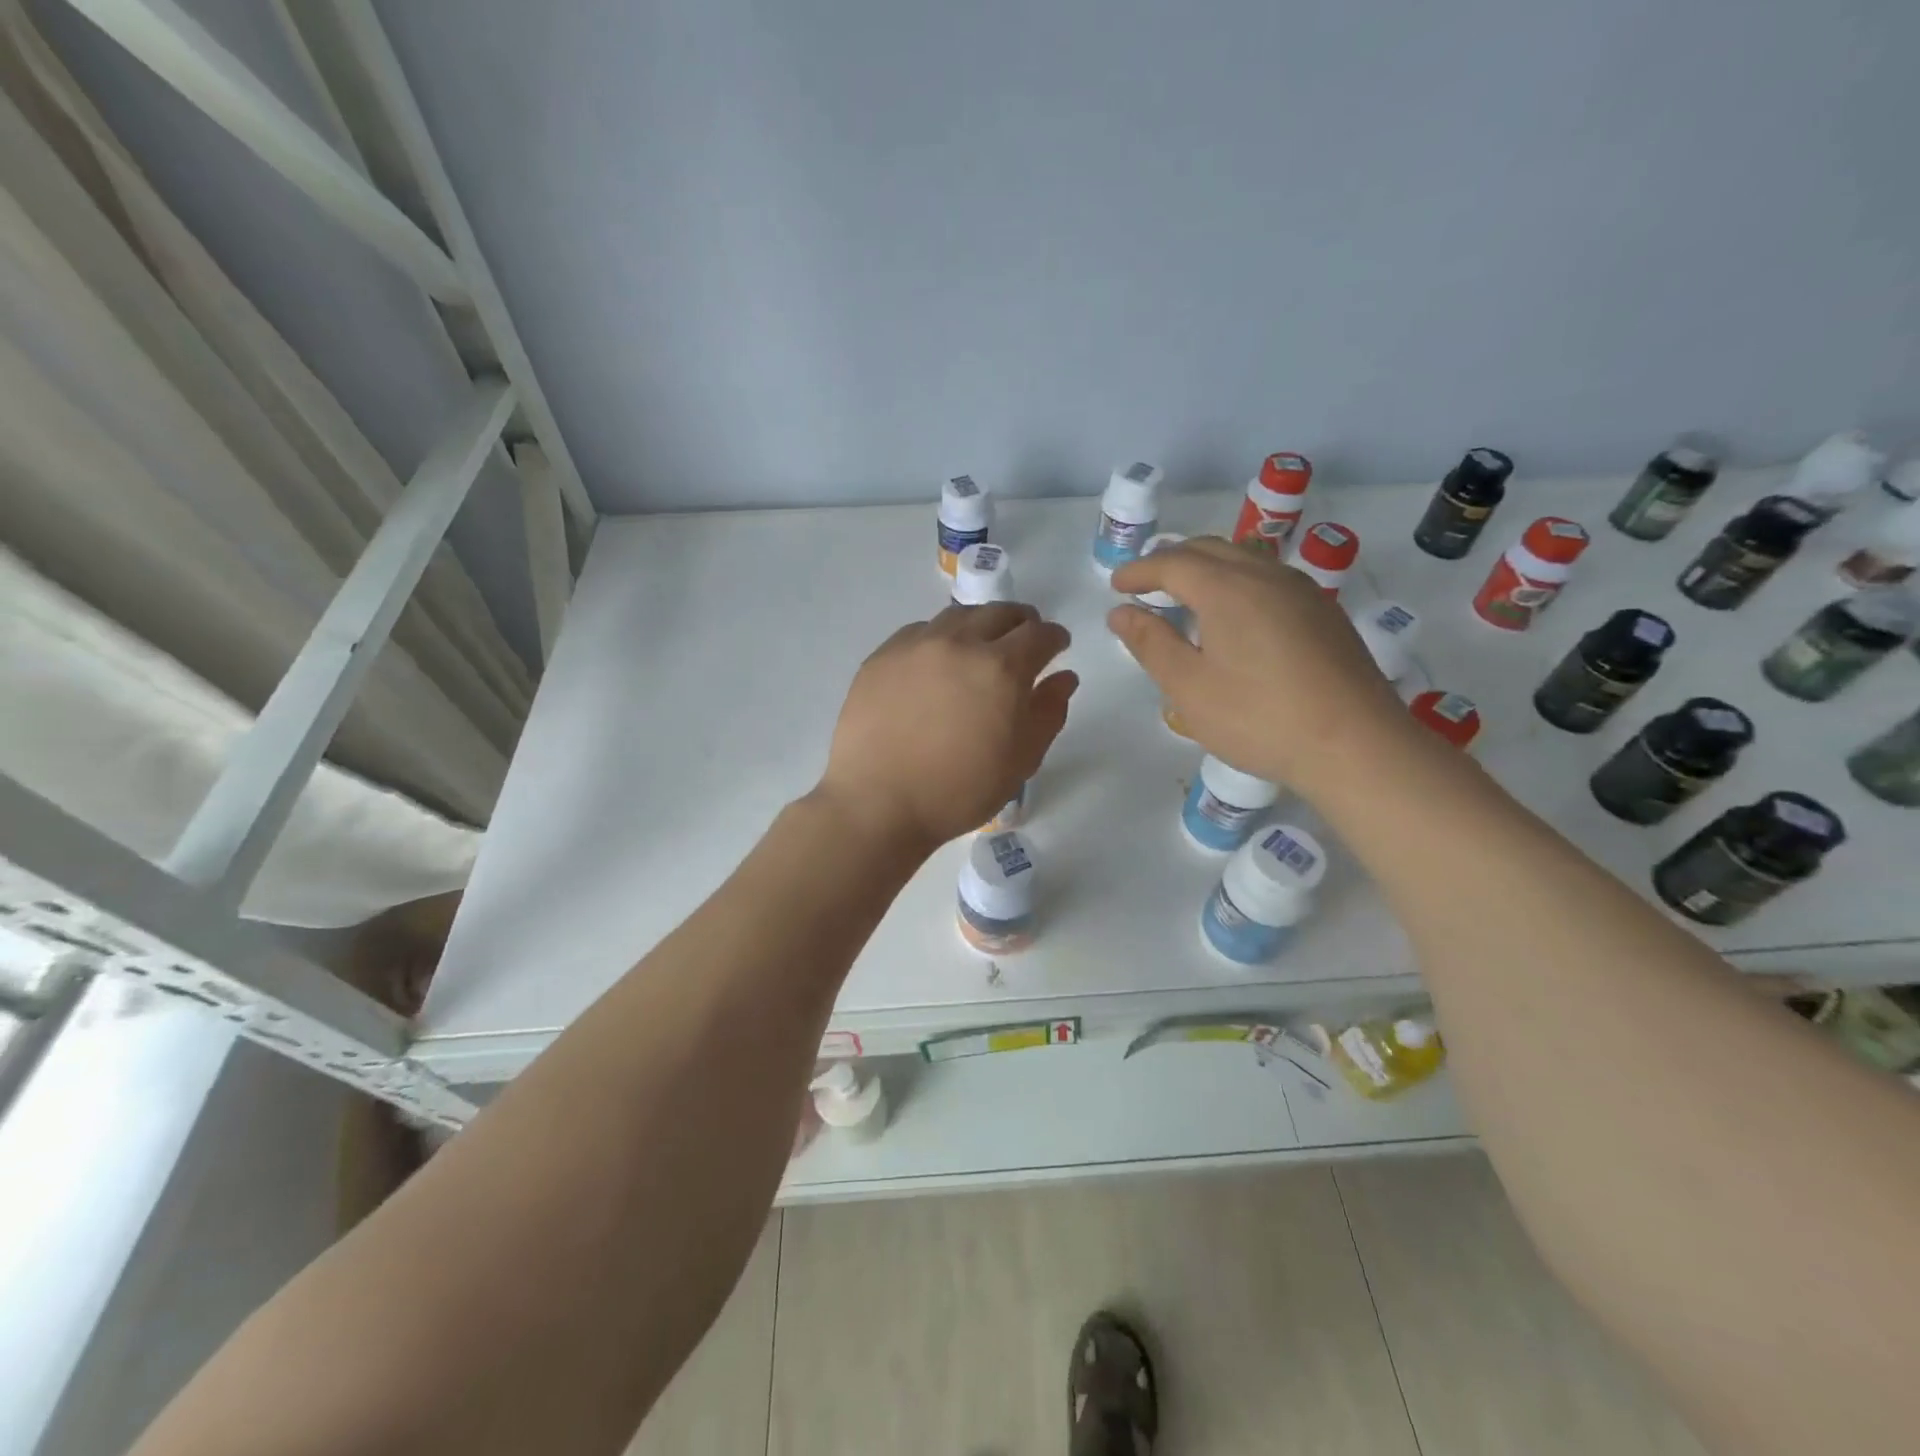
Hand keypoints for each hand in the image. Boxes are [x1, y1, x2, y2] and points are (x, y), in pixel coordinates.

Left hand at [816, 603, 1076, 850]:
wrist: (878, 803)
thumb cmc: (959, 791)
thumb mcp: (1020, 761)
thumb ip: (1048, 712)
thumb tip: (1063, 677)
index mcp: (1002, 668)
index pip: (1039, 635)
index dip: (1054, 637)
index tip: (1057, 646)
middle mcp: (960, 643)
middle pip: (999, 613)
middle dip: (1020, 623)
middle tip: (1023, 640)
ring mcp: (916, 645)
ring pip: (957, 616)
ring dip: (979, 624)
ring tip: (980, 644)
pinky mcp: (882, 656)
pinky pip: (919, 631)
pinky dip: (939, 636)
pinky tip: (936, 660)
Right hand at [1108, 536, 1408, 786]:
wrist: (1355, 744)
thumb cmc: (1258, 718)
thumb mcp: (1188, 687)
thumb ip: (1151, 643)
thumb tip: (1121, 612)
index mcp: (1227, 588)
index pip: (1172, 562)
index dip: (1139, 571)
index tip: (1116, 586)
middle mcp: (1266, 575)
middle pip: (1210, 550)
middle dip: (1171, 561)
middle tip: (1145, 586)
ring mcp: (1302, 591)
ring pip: (1244, 559)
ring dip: (1207, 568)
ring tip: (1185, 596)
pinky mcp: (1324, 612)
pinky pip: (1269, 578)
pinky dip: (1237, 582)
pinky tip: (1235, 615)